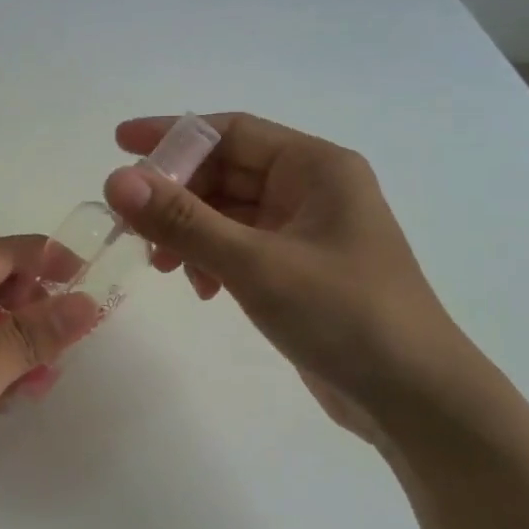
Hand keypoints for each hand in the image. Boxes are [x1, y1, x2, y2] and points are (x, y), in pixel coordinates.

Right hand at [104, 113, 473, 442]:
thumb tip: (116, 180)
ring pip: (230, 213)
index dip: (172, 135)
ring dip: (191, 232)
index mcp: (316, 167)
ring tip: (165, 268)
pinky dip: (213, 259)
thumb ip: (183, 221)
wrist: (412, 397)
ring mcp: (307, 231)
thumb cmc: (343, 315)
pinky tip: (202, 290)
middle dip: (177, 196)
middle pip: (227, 172)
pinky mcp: (300, 269)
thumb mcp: (256, 264)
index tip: (119, 145)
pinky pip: (241, 246)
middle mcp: (312, 189)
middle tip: (132, 227)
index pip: (231, 132)